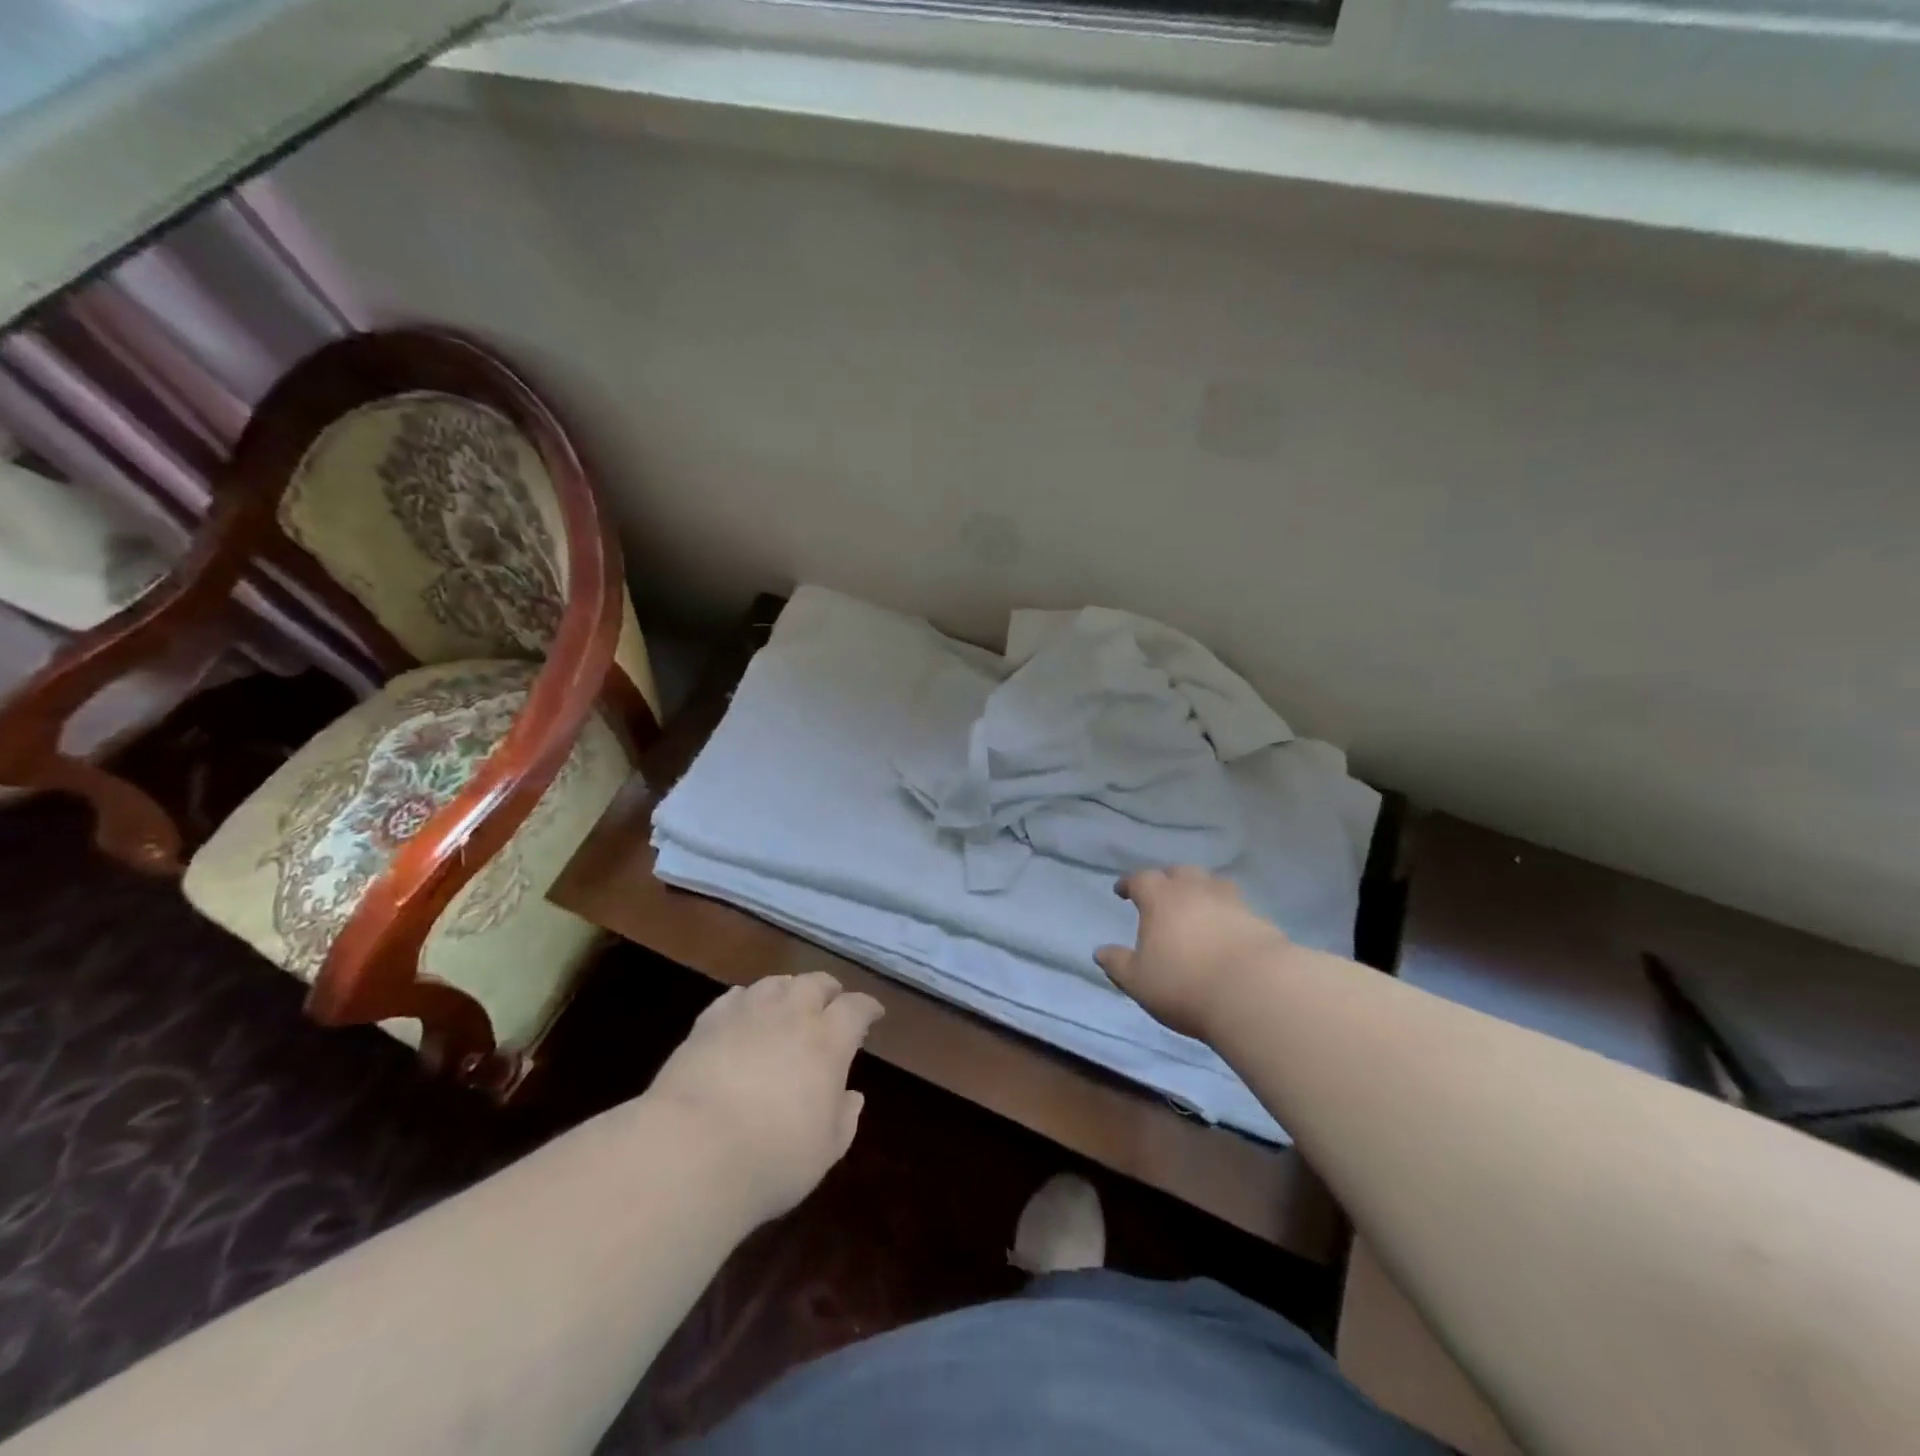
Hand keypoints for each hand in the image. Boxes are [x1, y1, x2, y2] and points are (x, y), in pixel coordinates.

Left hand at [647, 972, 883, 1225]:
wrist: (690, 1152)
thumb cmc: (770, 1159)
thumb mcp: (824, 1152)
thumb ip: (844, 1119)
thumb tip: (852, 1095)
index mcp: (828, 1041)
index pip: (856, 1008)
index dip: (867, 1007)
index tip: (873, 1013)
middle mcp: (791, 1015)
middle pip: (815, 983)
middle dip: (828, 990)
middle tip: (832, 1002)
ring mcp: (747, 1013)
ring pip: (775, 983)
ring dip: (788, 989)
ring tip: (789, 1003)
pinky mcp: (707, 1022)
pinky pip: (734, 997)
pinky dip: (747, 1001)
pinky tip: (744, 1013)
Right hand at [1095, 867, 1290, 1039]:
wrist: (1254, 992)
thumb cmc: (1184, 984)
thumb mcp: (1138, 981)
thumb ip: (1118, 964)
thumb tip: (1100, 952)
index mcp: (1160, 898)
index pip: (1140, 879)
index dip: (1129, 883)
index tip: (1122, 891)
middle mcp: (1195, 890)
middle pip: (1179, 872)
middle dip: (1167, 879)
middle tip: (1162, 893)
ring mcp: (1231, 902)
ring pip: (1212, 883)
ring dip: (1201, 889)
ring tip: (1197, 904)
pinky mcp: (1259, 920)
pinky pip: (1237, 906)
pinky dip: (1227, 912)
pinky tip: (1226, 928)